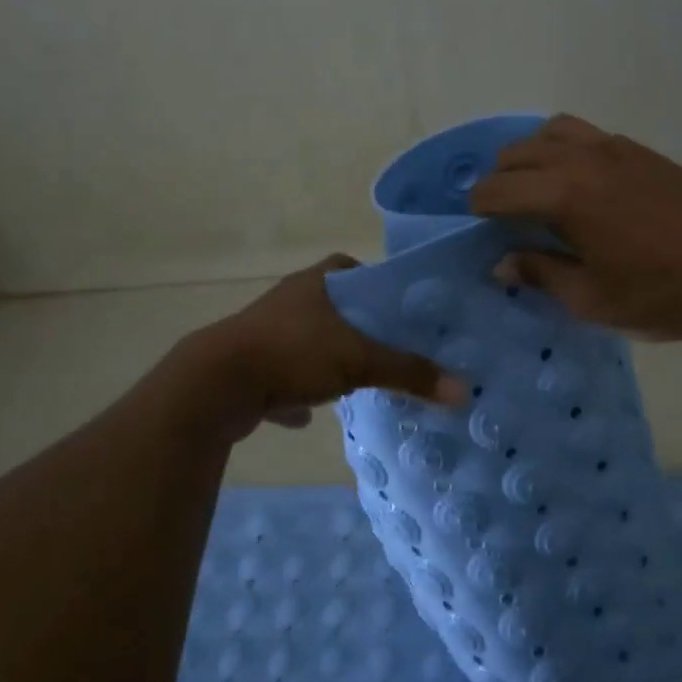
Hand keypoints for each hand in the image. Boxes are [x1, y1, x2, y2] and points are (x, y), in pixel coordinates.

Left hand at [184, 256, 467, 435]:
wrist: (218, 384)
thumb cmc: (293, 353)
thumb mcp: (359, 360)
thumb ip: (409, 373)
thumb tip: (464, 391)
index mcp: (314, 283)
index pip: (348, 267)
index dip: (373, 284)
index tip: (394, 309)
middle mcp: (288, 300)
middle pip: (329, 307)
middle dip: (353, 328)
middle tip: (384, 349)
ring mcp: (264, 333)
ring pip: (305, 341)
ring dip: (323, 359)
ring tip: (353, 380)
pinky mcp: (248, 366)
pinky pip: (280, 375)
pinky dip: (293, 391)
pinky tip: (306, 413)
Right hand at [469, 114, 681, 344]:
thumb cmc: (662, 293)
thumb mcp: (591, 299)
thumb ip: (540, 274)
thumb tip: (502, 264)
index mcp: (564, 195)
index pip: (498, 188)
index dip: (479, 207)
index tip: (477, 227)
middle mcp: (582, 159)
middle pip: (518, 153)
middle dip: (499, 180)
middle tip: (502, 215)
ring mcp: (615, 148)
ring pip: (551, 132)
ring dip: (530, 156)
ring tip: (534, 190)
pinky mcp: (640, 150)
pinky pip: (585, 134)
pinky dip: (564, 148)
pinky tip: (577, 183)